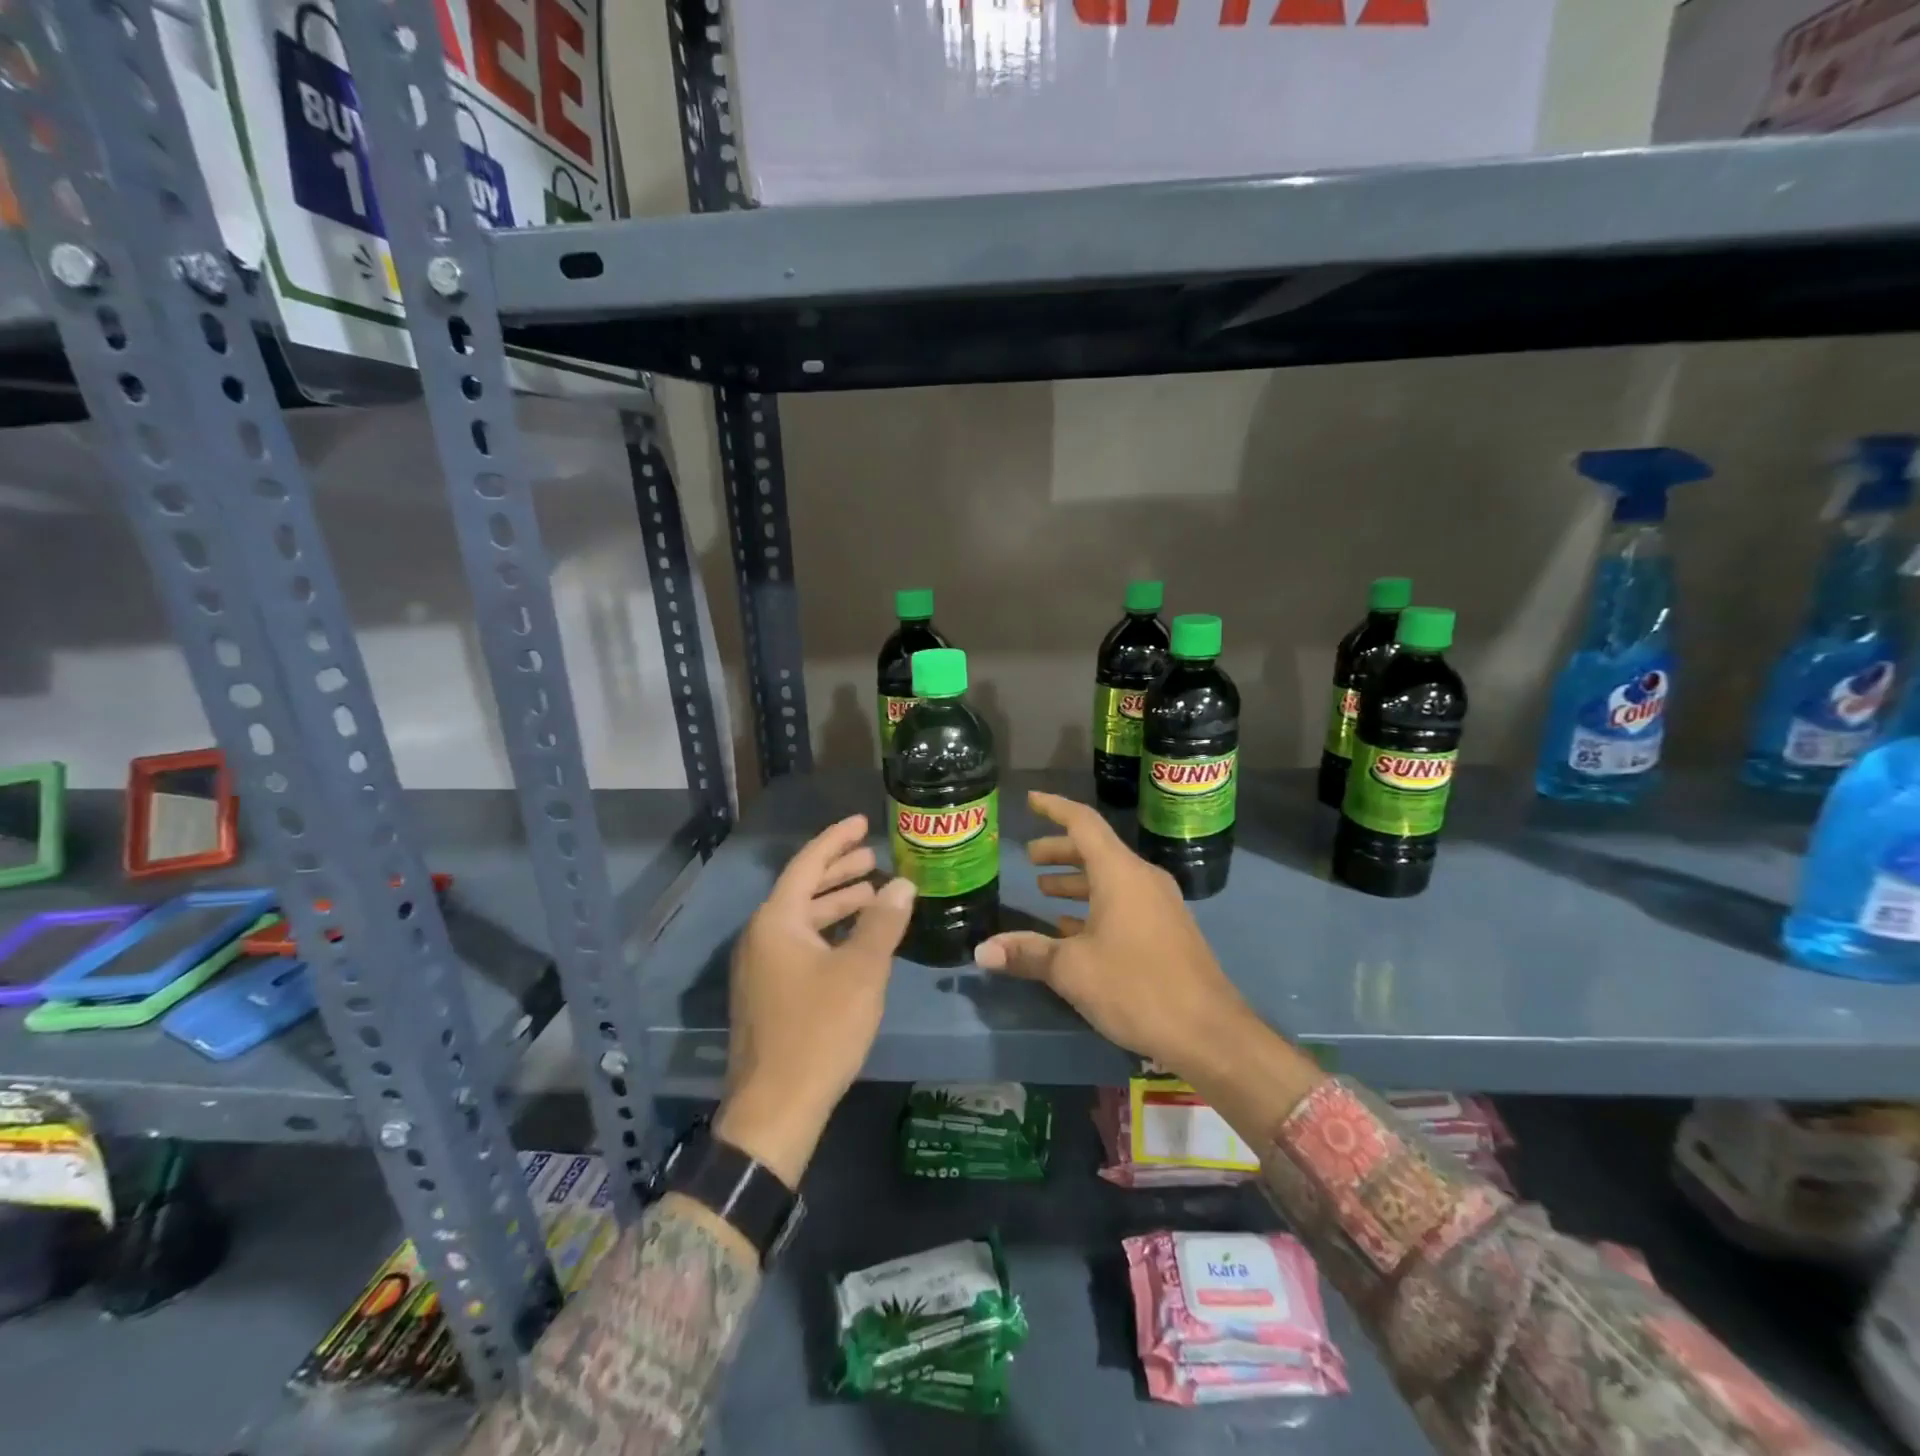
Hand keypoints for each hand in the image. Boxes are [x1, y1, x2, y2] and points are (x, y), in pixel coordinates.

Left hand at [715, 814, 914, 1185]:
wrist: (776, 1108)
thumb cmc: (820, 1030)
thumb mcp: (861, 971)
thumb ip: (882, 923)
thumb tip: (903, 885)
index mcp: (776, 921)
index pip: (807, 864)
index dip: (837, 840)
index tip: (863, 822)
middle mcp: (761, 936)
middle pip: (803, 889)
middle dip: (840, 871)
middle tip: (875, 857)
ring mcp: (761, 967)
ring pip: (803, 920)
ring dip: (837, 904)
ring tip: (874, 893)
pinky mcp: (769, 993)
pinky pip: (801, 944)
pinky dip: (830, 933)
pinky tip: (857, 939)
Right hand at [973, 791, 1250, 1074]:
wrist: (1209, 1032)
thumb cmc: (1136, 987)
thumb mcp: (1073, 970)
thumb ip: (1027, 953)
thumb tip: (981, 950)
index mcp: (1120, 873)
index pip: (1083, 823)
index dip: (1054, 808)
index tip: (1030, 801)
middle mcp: (1142, 879)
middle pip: (1095, 850)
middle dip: (1059, 851)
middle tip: (1029, 858)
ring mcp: (1159, 904)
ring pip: (1110, 878)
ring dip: (1076, 880)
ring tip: (1044, 891)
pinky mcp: (1167, 930)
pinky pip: (1124, 901)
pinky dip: (1095, 904)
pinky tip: (1073, 929)